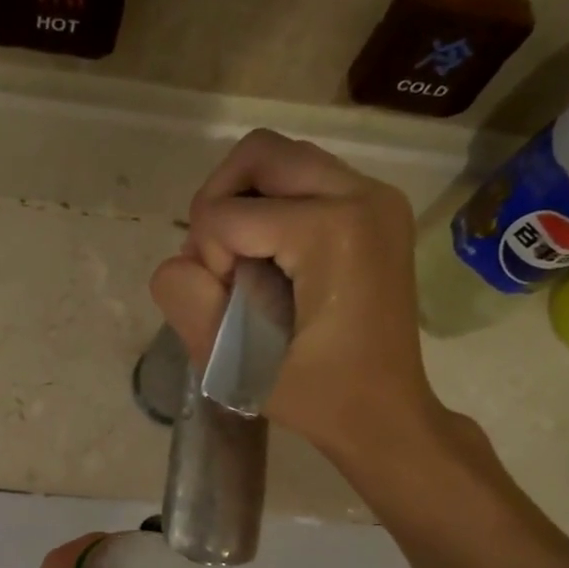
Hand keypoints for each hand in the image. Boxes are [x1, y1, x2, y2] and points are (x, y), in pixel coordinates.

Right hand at [150, 128, 459, 470]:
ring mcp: (376, 197)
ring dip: (246, 201)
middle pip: (258, 154)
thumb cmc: (317, 397)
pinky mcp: (377, 208)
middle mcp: (362, 195)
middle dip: (219, 203)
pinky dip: (274, 206)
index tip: (236, 305)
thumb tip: (182, 260)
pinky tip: (274, 256)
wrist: (386, 413)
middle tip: (220, 259)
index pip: (226, 213)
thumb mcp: (233, 364)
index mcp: (331, 232)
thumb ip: (187, 301)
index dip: (208, 259)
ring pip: (281, 160)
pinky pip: (306, 179)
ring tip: (245, 257)